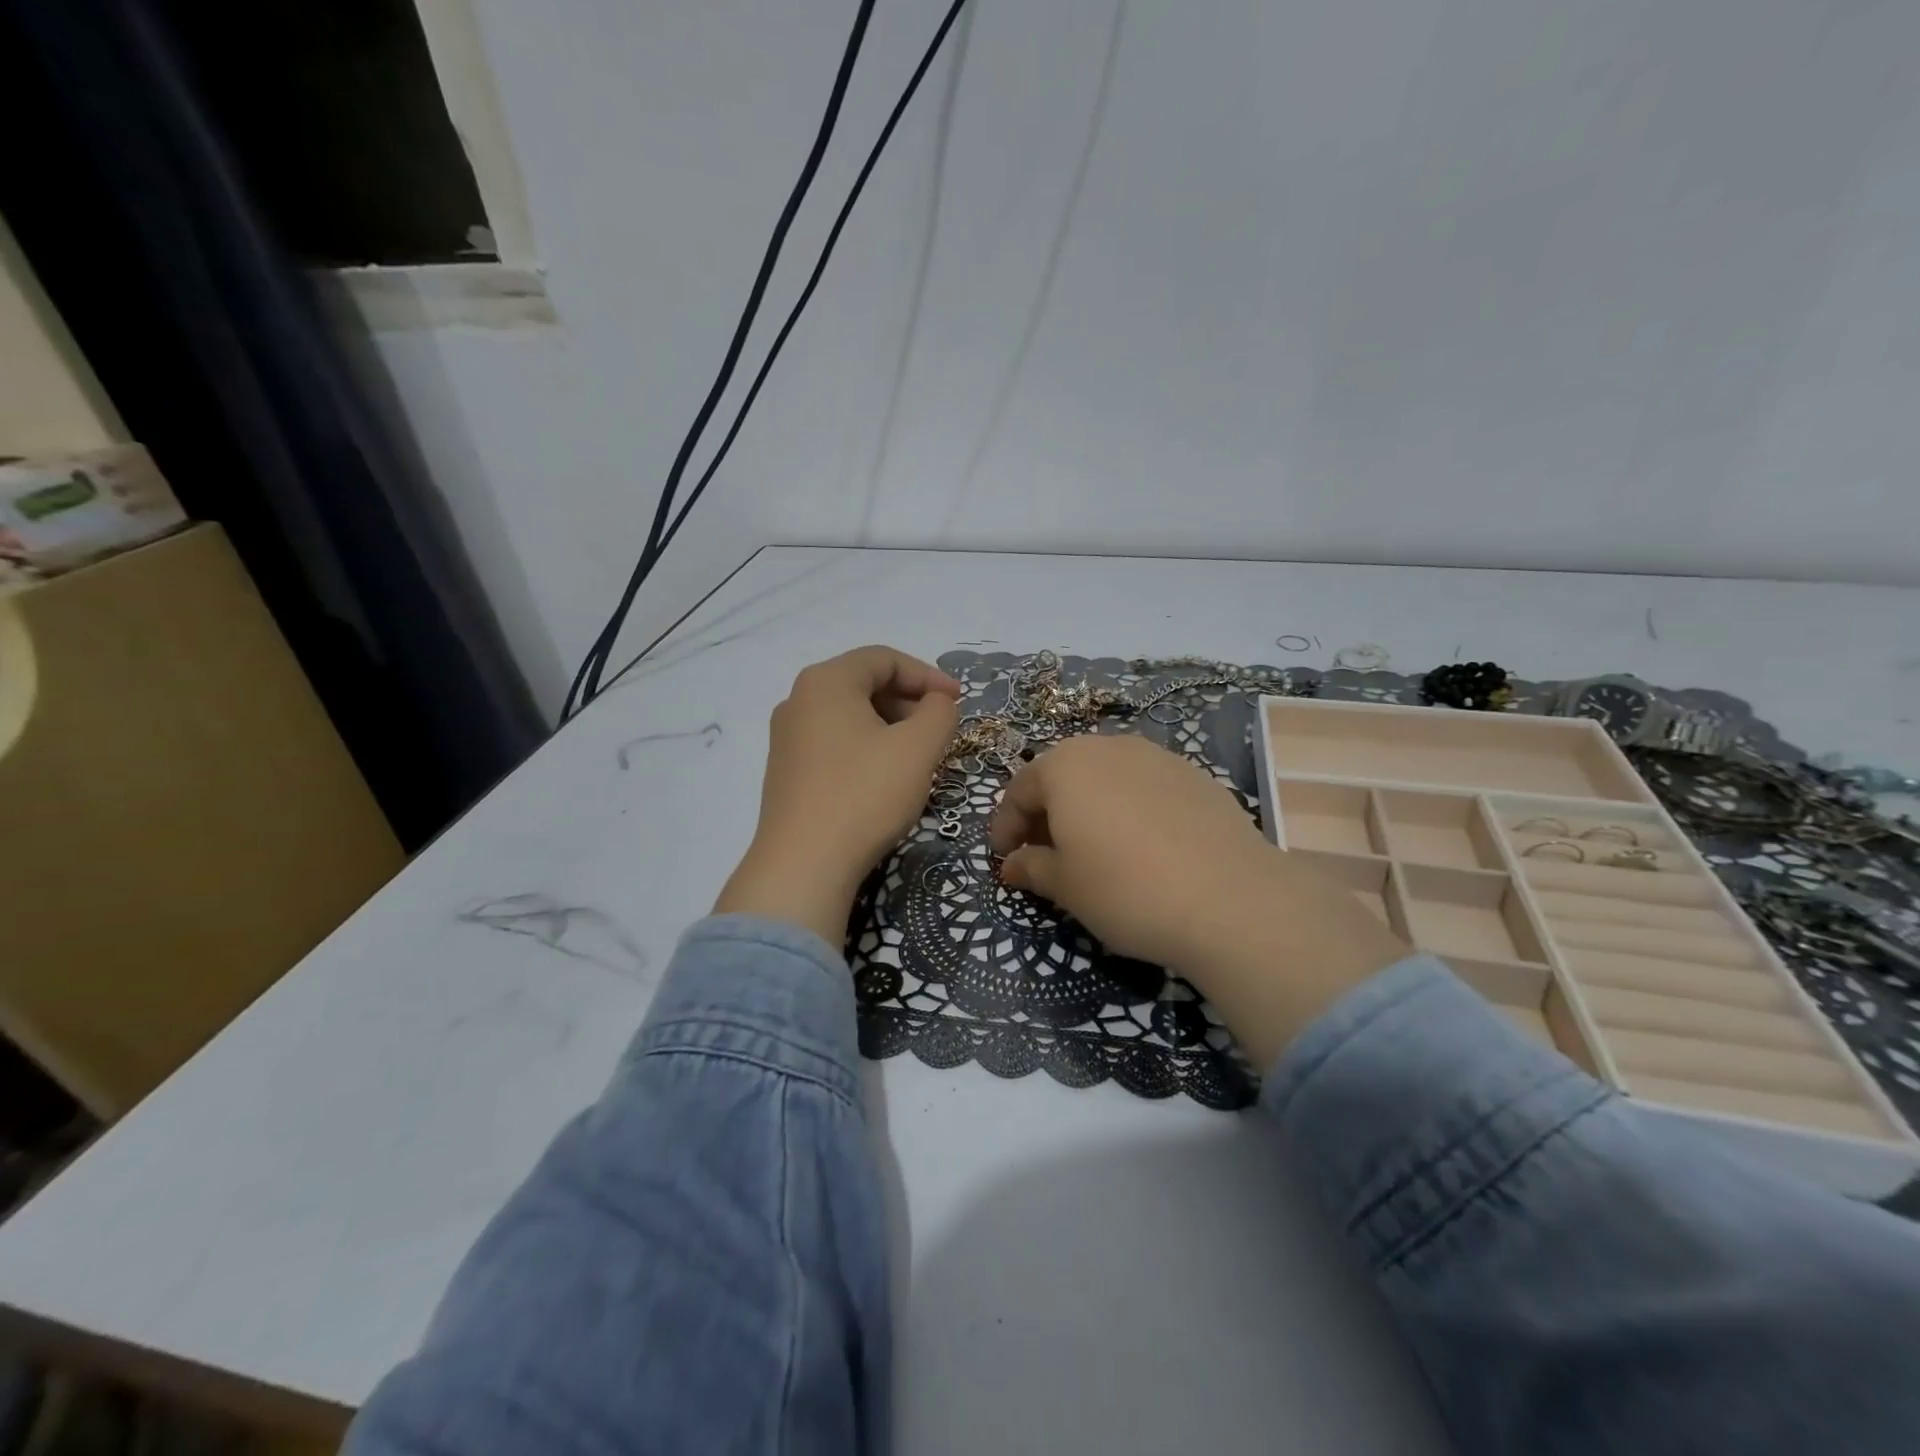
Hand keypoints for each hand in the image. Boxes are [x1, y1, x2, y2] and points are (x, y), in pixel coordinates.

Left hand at [715, 646, 961, 945]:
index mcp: (826, 681)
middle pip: (864, 684)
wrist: (804, 865)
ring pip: (850, 717)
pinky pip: (835, 744)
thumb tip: (937, 702)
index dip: (928, 675)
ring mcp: (787, 738)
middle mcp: (798, 700)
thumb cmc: (865, 795)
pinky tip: (886, 780)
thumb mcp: (918, 748)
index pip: (884, 659)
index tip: (959, 701)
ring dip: (891, 727)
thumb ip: (939, 712)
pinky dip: (867, 748)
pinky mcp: (787, 772)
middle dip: (909, 702)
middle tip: (940, 731)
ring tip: (919, 758)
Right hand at [989, 735, 1407, 1065]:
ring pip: (1106, 778)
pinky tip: (1141, 846)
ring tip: (1092, 849)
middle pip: (1063, 777)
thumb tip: (1011, 865)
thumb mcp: (1065, 886)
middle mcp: (1108, 747)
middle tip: (1044, 854)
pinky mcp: (1195, 775)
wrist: (1230, 898)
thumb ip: (1030, 867)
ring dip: (1088, 808)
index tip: (1003, 860)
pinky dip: (1128, 809)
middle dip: (1047, 814)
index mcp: (1065, 765)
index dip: (1005, 827)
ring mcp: (1157, 756)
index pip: (1019, 791)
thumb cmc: (1125, 889)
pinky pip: (1144, 787)